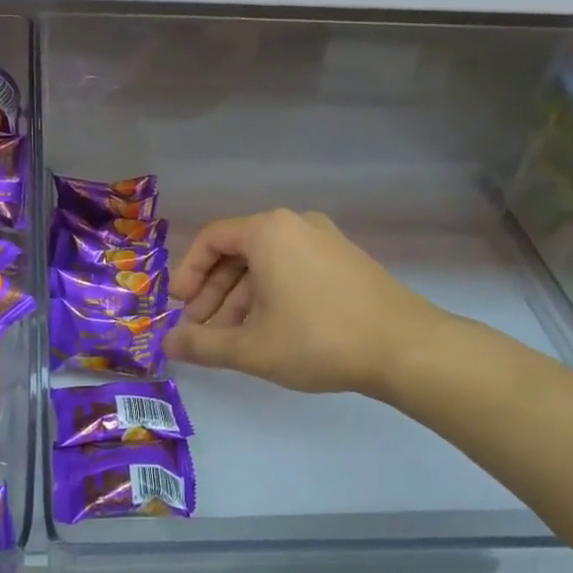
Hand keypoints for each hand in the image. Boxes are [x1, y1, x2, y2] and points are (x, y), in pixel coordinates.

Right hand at [164, 209, 456, 399]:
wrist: (405, 347)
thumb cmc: (318, 339)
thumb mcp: (251, 347)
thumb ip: (202, 344)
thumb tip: (167, 343)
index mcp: (268, 231)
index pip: (211, 239)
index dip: (188, 273)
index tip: (180, 307)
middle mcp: (295, 224)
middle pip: (238, 252)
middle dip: (213, 293)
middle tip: (201, 329)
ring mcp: (325, 240)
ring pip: (266, 264)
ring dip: (241, 298)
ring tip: (232, 339)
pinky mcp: (346, 260)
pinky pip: (293, 268)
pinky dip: (271, 294)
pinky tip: (270, 331)